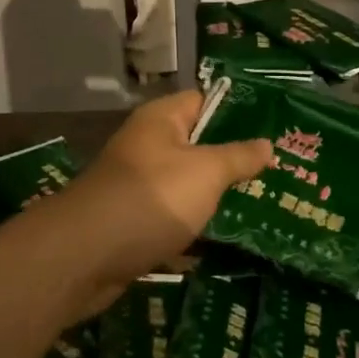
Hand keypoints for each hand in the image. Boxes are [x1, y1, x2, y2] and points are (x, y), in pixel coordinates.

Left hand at [43, 91, 272, 314]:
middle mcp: (146, 146)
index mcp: (161, 120)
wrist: (84, 257)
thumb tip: (267, 144)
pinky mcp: (132, 223)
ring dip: (213, 197)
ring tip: (259, 204)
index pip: (204, 101)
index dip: (237, 112)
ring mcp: (137, 186)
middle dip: (232, 160)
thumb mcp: (207, 172)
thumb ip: (239, 157)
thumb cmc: (152, 198)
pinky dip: (193, 228)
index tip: (273, 127)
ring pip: (186, 186)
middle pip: (197, 145)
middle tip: (274, 171)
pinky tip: (224, 240)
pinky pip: (171, 218)